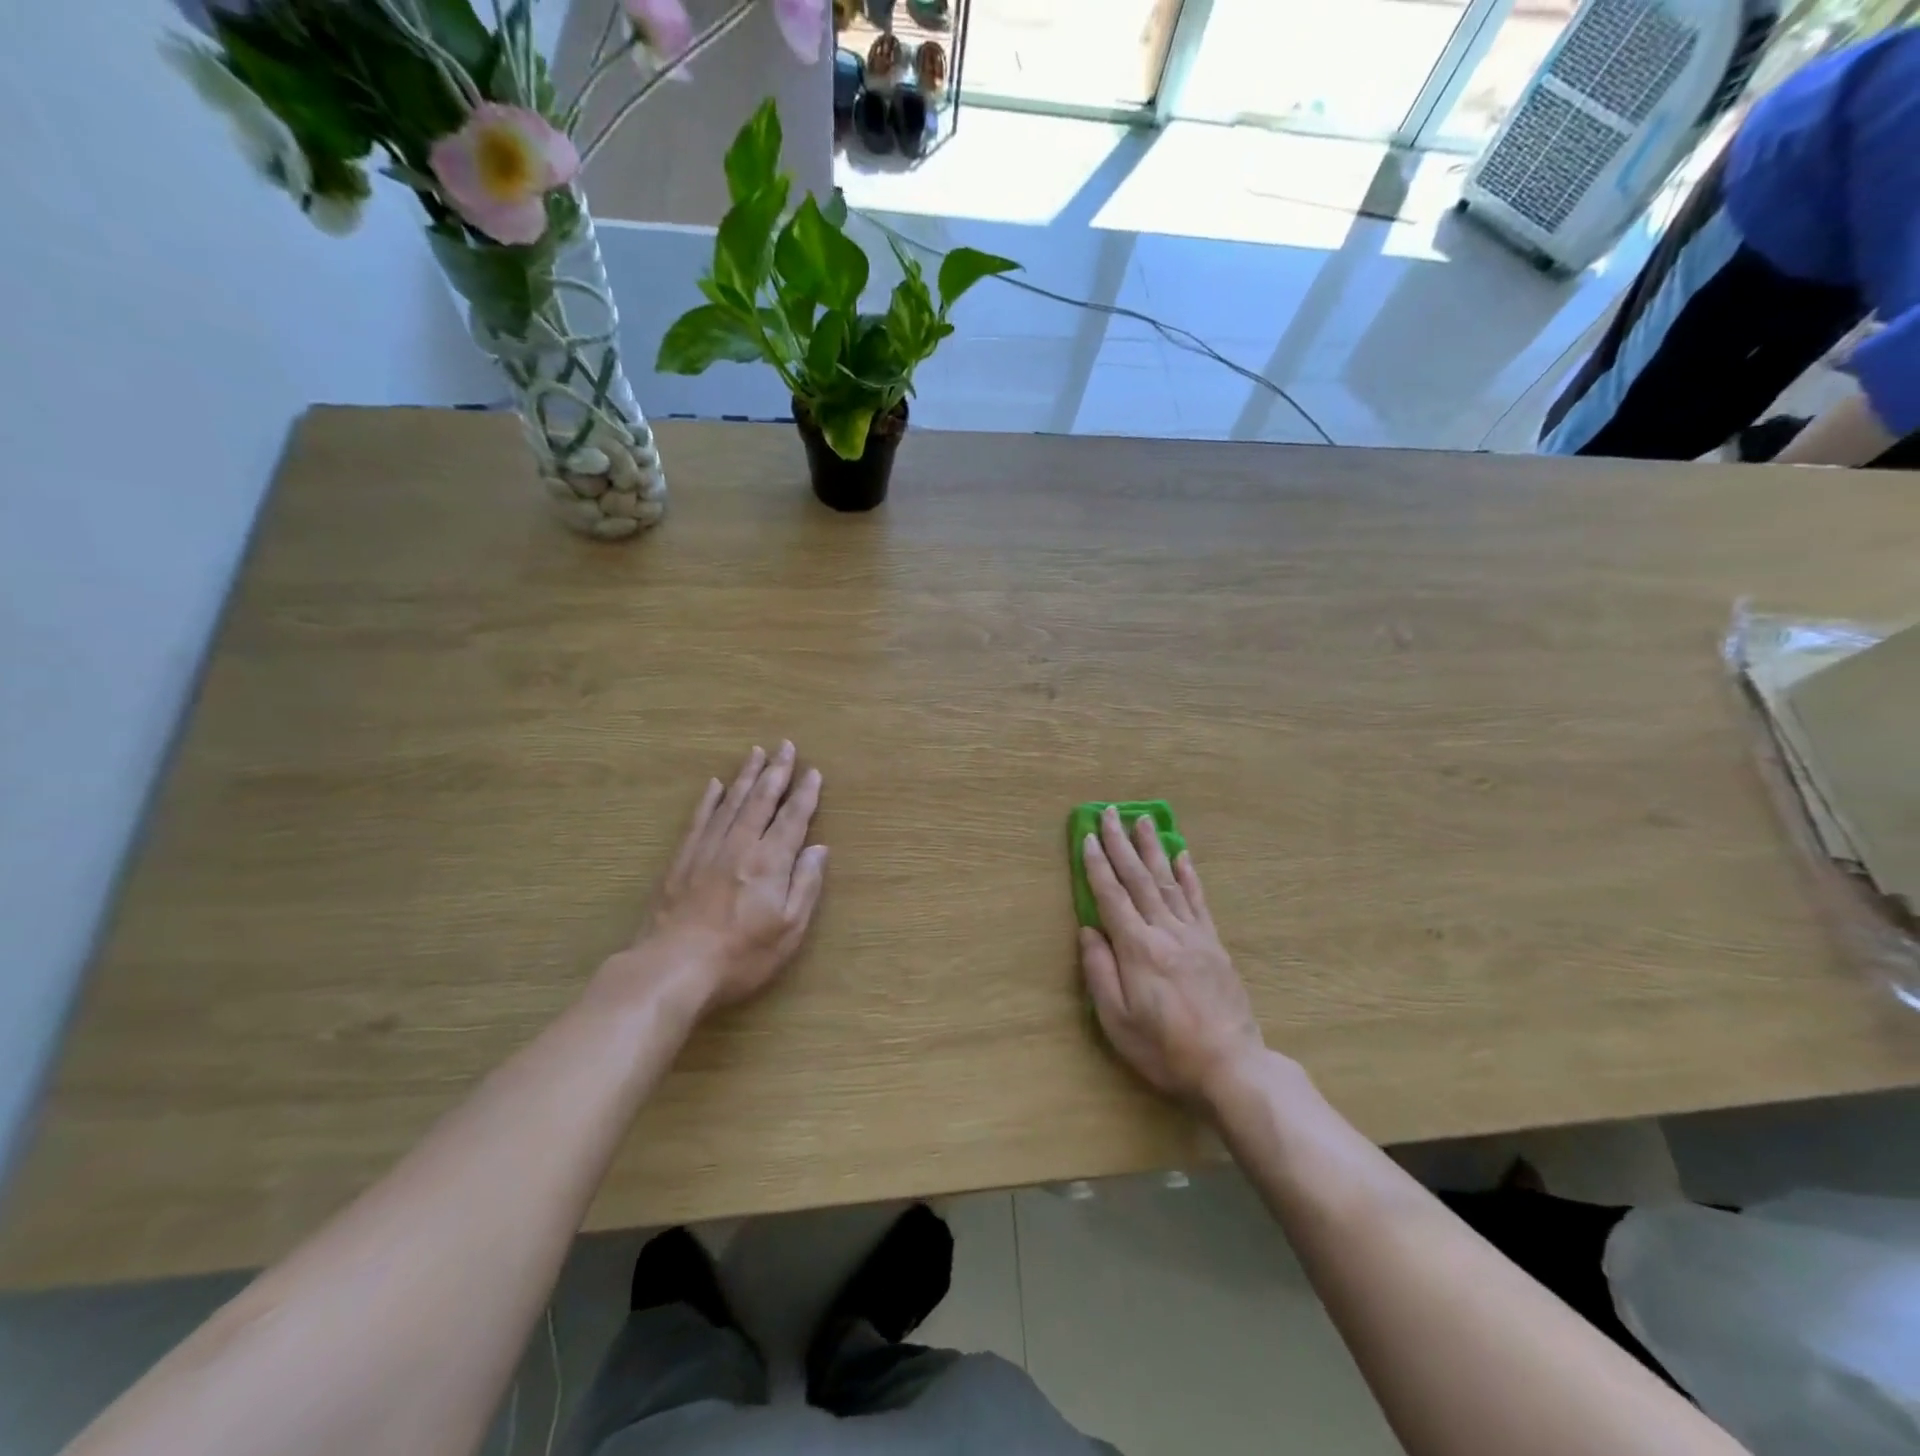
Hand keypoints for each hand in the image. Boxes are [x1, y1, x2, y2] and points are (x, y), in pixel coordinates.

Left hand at [620, 742, 827, 1015]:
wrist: (673, 967)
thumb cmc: (741, 954)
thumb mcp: (788, 928)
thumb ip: (806, 884)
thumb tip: (819, 848)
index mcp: (770, 861)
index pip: (793, 818)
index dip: (805, 794)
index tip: (813, 771)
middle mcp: (740, 845)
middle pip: (761, 800)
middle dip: (776, 771)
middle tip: (786, 745)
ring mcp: (707, 850)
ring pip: (731, 803)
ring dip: (746, 776)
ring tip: (756, 753)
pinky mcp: (681, 861)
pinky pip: (698, 819)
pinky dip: (709, 800)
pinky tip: (714, 785)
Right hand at [1078, 808, 1265, 1106]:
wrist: (1231, 1067)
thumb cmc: (1165, 1050)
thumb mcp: (1117, 1021)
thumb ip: (1099, 972)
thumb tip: (1088, 930)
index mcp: (1138, 949)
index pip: (1111, 897)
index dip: (1098, 865)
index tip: (1088, 837)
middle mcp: (1165, 932)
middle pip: (1139, 879)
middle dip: (1121, 843)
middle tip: (1110, 812)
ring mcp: (1194, 935)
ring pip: (1168, 880)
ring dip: (1153, 848)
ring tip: (1143, 820)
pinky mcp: (1214, 944)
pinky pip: (1198, 900)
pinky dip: (1188, 874)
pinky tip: (1182, 855)